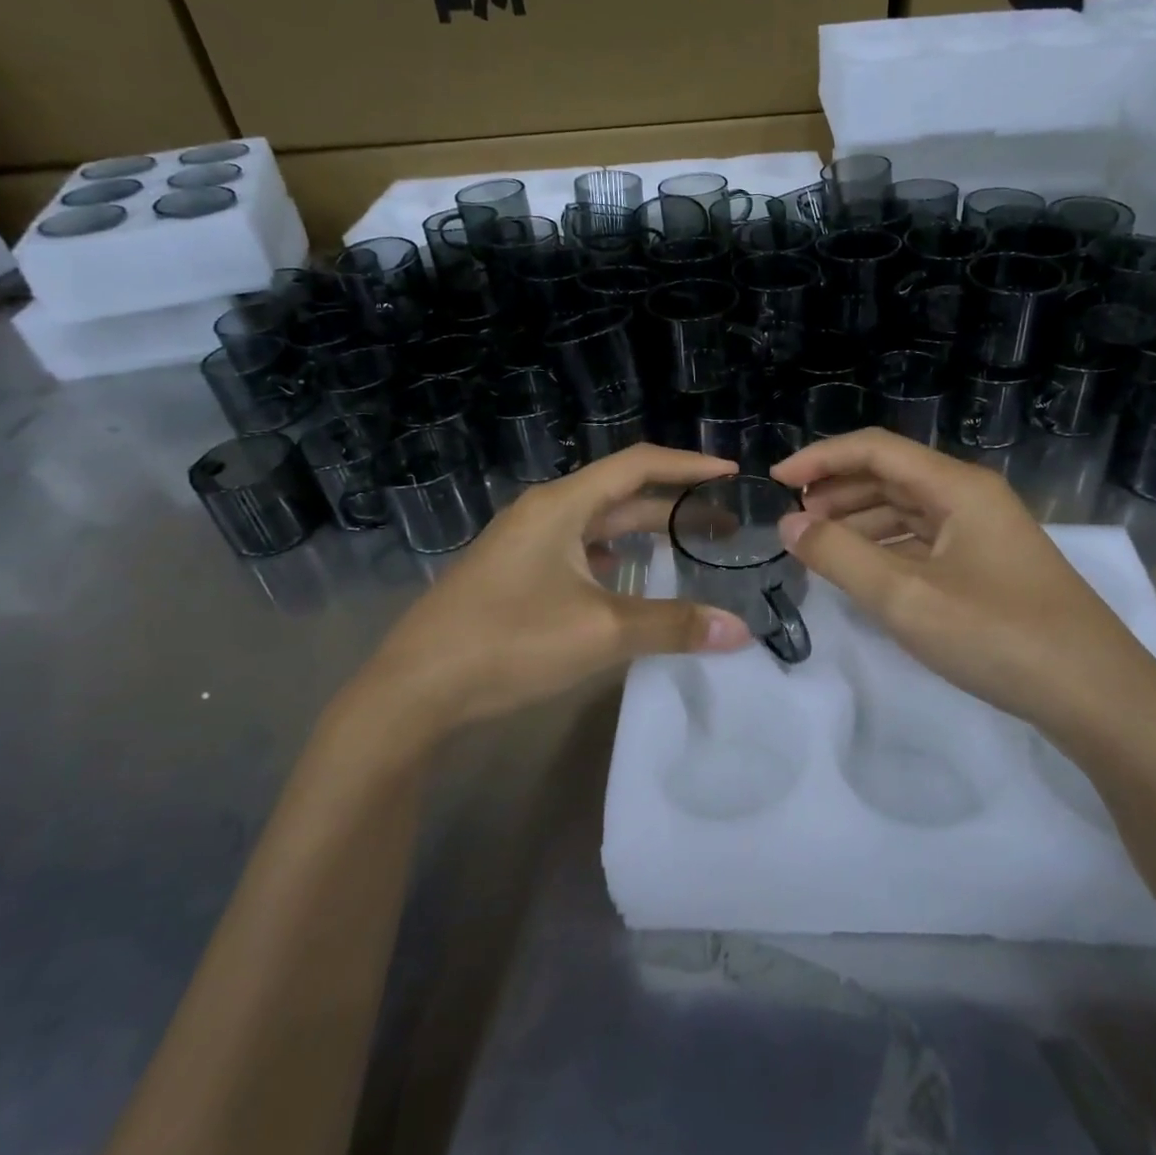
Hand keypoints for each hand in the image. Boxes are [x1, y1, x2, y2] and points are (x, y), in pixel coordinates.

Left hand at [347, 445, 754, 744]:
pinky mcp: (515, 572)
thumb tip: (741, 631)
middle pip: (621, 495)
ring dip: (643, 532)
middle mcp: (543, 512)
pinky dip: (612, 556)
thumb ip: (673, 626)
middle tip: (724, 522)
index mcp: (562, 505)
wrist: (415, 688)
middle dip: (675, 506)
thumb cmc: (510, 642)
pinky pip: (577, 550)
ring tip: (687, 546)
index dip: (688, 466)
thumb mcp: (600, 632)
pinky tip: (627, 576)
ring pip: (598, 525)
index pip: (638, 466)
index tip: (731, 472)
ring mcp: (524, 543)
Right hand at [771, 429, 1155, 747]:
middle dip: (837, 490)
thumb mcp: (905, 597)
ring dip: (859, 520)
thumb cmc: (998, 635)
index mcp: (957, 487)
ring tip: (818, 545)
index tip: (777, 480)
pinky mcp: (989, 567)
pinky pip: (925, 541)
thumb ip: (839, 556)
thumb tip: (788, 523)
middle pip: (891, 475)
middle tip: (793, 519)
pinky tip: (865, 571)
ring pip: (907, 509)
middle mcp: (971, 498)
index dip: (821, 458)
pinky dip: (887, 548)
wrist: (1097, 697)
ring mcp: (984, 533)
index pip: (875, 449)